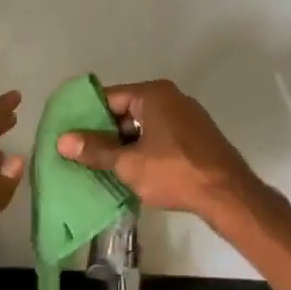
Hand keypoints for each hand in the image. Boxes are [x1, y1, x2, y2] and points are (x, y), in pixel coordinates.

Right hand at [55, 79, 258, 222]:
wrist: (228, 195)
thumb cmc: (175, 173)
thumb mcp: (128, 163)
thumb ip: (95, 150)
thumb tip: (62, 140)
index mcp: (154, 95)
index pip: (109, 98)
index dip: (86, 117)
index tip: (69, 136)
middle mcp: (172, 99)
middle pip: (126, 112)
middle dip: (105, 134)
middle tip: (82, 155)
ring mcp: (187, 118)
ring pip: (144, 128)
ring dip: (125, 146)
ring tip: (102, 168)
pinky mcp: (196, 138)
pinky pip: (161, 139)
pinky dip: (145, 151)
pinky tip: (133, 173)